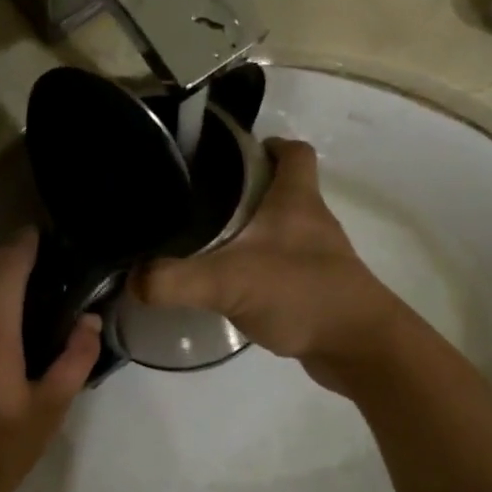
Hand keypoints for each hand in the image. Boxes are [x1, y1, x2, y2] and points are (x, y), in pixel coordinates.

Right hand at [135, 139, 411, 384]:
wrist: (359, 347)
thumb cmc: (303, 294)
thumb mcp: (228, 282)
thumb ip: (174, 280)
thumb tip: (131, 280)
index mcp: (296, 200)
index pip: (292, 152)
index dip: (264, 145)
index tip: (227, 153)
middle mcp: (310, 221)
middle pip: (281, 188)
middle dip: (243, 189)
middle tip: (198, 199)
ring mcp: (315, 256)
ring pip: (279, 229)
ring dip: (248, 231)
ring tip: (203, 240)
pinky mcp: (314, 287)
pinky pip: (280, 265)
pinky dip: (256, 267)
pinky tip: (228, 285)